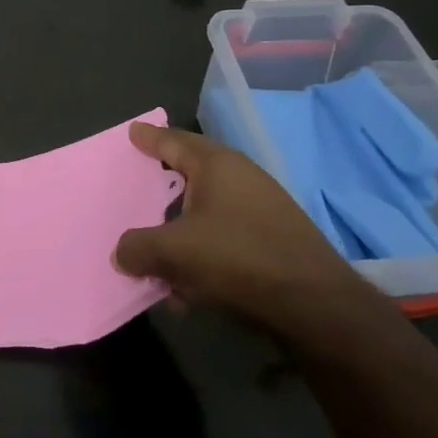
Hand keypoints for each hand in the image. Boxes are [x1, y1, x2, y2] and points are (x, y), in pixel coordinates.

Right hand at [112, 123, 374, 333]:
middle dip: (163, 186)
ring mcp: (262, 209)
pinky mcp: (274, 241)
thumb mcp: (173, 252)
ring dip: (180, 232)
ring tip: (157, 254)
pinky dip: (202, 255)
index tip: (133, 132)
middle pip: (190, 175)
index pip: (174, 141)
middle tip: (139, 186)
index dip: (150, 138)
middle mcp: (241, 178)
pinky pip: (224, 239)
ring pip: (206, 213)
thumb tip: (122, 253)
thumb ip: (138, 248)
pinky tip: (189, 288)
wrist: (315, 305)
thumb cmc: (237, 258)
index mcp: (217, 165)